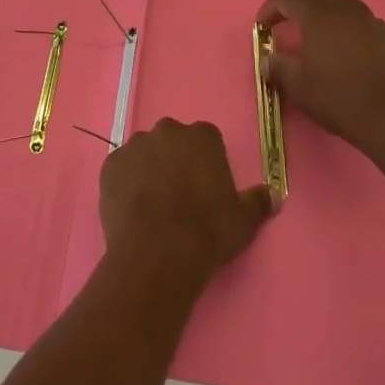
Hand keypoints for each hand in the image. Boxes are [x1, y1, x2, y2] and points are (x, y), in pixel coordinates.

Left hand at [100, 119, 274, 291]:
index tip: (206, 186)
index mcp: (202, 136)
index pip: (206, 139)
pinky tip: (132, 208)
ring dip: (149, 169)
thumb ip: (258, 202)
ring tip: (153, 204)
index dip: (206, 162)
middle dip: (175, 159)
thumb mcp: (243, 220)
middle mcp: (166, 131)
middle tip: (180, 194)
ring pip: (145, 152)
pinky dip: (125, 182)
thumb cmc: (207, 232)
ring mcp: (134, 145)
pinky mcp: (110, 165)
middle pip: (173, 140)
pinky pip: (121, 169)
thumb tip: (274, 194)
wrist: (158, 253)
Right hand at [257, 0, 384, 165]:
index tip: (262, 27)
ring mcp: (369, 20)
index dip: (269, 8)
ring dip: (321, 10)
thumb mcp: (299, 88)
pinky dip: (343, 24)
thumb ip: (279, 68)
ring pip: (339, 0)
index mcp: (318, 15)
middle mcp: (344, 8)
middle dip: (295, 0)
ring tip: (314, 37)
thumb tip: (268, 60)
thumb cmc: (341, 99)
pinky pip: (358, 18)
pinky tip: (342, 51)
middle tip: (286, 23)